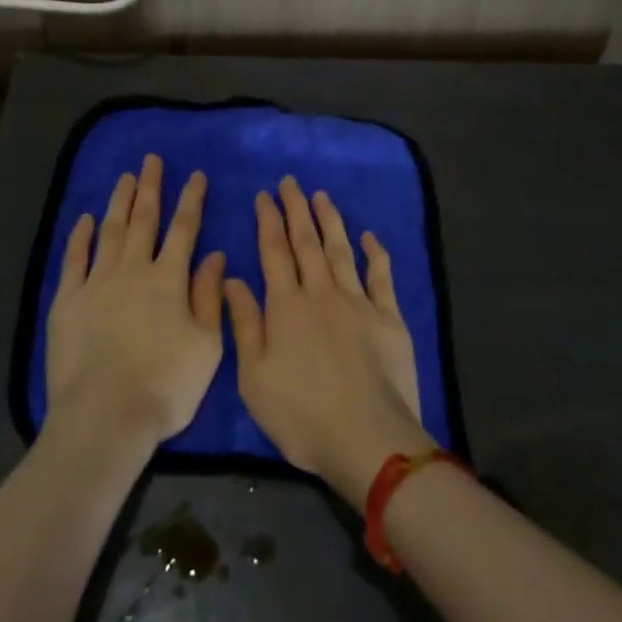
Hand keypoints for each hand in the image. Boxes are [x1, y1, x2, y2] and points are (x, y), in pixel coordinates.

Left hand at [46, 155, 226, 455]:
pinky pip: (75, 259)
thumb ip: (209, 296)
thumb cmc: (166, 385)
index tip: (195, 175)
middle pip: (144, 220)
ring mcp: (97, 282)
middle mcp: (133, 270)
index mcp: (169, 280)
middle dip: (150, 188)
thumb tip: (215, 255)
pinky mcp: (68, 300)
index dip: (191, 200)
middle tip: (151, 160)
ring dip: (119, 202)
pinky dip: (80, 236)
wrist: (106, 414)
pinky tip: (85, 219)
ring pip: (111, 231)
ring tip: (125, 177)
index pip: (184, 229)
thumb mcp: (207, 345)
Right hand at [225, 177, 435, 511]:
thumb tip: (232, 278)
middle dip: (296, 209)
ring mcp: (358, 302)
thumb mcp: (254, 377)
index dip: (268, 220)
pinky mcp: (389, 318)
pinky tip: (369, 236)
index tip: (264, 195)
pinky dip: (375, 253)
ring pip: (341, 250)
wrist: (368, 439)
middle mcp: (321, 293)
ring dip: (330, 221)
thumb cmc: (302, 414)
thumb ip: (244, 324)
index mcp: (286, 306)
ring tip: (321, 196)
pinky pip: (381, 276)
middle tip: (291, 182)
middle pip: (307, 242)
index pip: (274, 251)